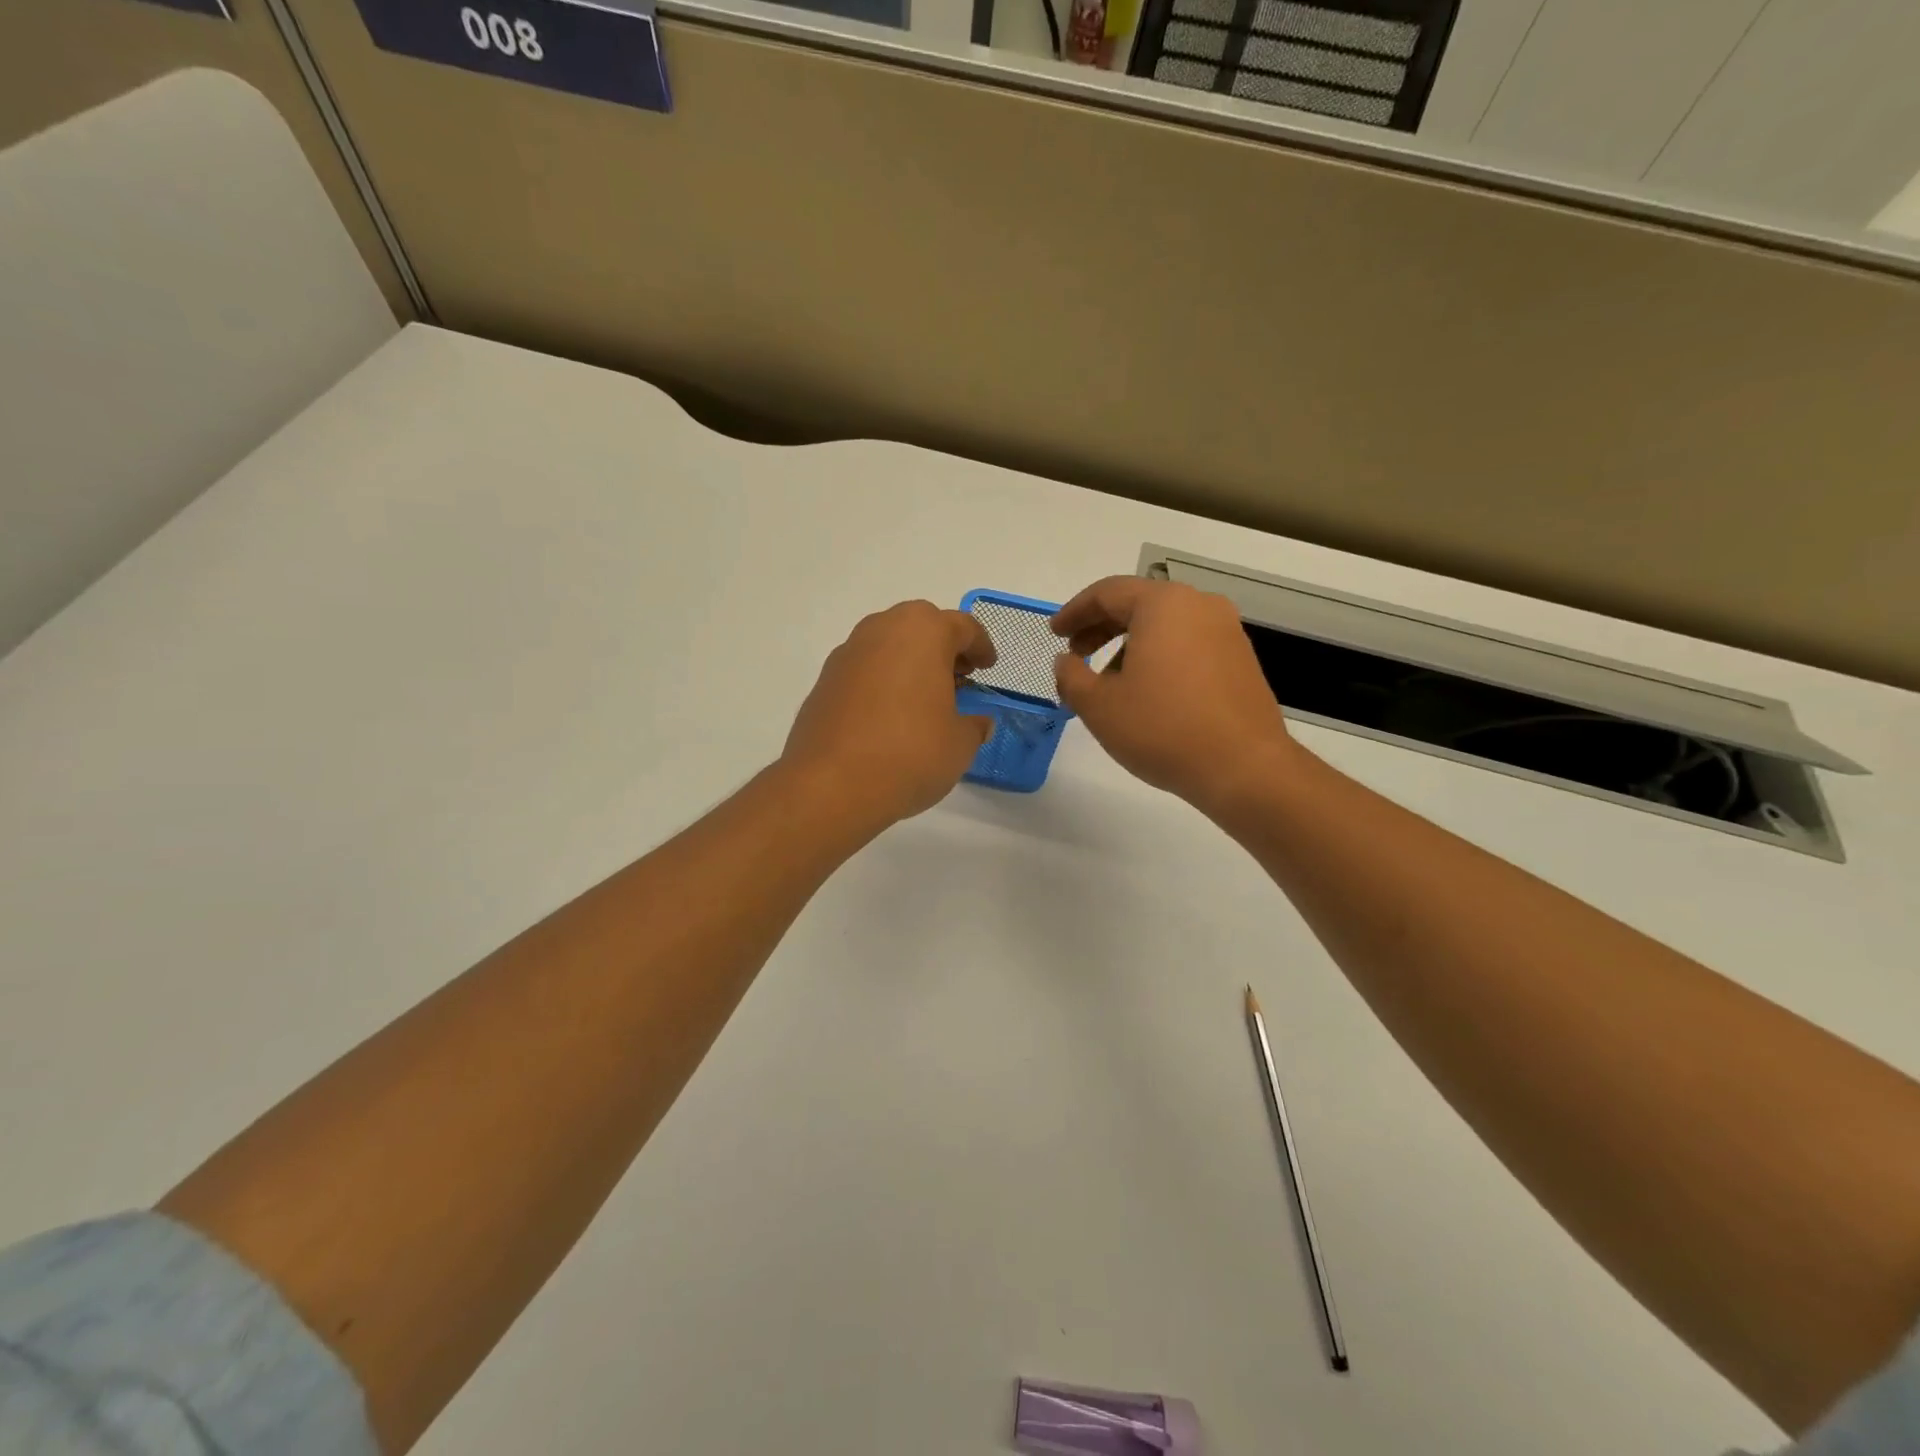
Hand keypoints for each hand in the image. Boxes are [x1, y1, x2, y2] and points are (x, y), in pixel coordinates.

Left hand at [781, 601, 996, 831]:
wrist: (832, 785)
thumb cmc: (910, 753)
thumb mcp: (959, 744)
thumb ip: (973, 726)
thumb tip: (977, 723)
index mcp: (923, 632)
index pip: (962, 626)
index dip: (980, 646)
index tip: (988, 666)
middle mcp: (882, 630)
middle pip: (920, 626)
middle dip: (943, 647)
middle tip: (958, 677)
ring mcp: (847, 654)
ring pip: (888, 644)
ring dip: (909, 662)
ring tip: (924, 698)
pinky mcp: (824, 682)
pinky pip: (864, 670)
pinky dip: (882, 682)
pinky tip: (889, 716)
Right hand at [1052, 577, 1296, 814]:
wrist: (1243, 768)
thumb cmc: (1162, 729)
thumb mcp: (1099, 706)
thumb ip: (1071, 676)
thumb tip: (1065, 661)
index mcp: (1163, 605)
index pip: (1107, 593)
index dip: (1074, 612)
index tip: (1054, 634)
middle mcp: (1199, 606)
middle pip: (1138, 605)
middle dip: (1101, 628)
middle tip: (1075, 655)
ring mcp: (1226, 632)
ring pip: (1165, 626)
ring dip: (1129, 646)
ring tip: (1108, 684)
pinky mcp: (1240, 660)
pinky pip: (1188, 645)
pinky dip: (1159, 657)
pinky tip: (1147, 693)